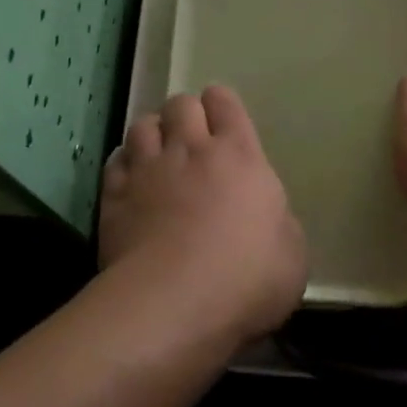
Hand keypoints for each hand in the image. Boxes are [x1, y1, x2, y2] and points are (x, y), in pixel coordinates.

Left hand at [99, 87, 307, 342]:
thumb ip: (279, 223)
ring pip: (142, 125)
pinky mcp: (115, 197)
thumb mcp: (292, 254)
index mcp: (238, 155)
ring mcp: (148, 170)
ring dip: (152, 134)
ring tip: (157, 156)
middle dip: (185, 115)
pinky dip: (124, 165)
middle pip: (180, 104)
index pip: (225, 102)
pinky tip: (130, 181)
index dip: (221, 105)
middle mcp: (190, 149)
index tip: (222, 120)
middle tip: (191, 141)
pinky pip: (115, 162)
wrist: (174, 304)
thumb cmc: (246, 278)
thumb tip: (267, 220)